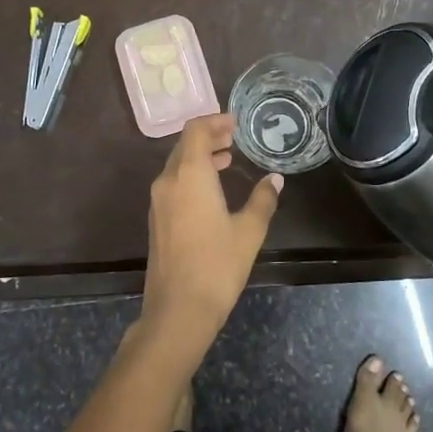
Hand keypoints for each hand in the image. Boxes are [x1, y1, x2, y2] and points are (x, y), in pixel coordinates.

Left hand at [140, 114, 282, 365]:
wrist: (178, 310)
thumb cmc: (217, 265)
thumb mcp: (249, 230)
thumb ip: (263, 199)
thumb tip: (275, 179)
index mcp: (189, 174)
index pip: (195, 130)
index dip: (215, 121)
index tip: (236, 123)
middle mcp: (168, 181)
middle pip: (184, 145)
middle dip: (209, 137)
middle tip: (234, 137)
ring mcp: (158, 201)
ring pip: (177, 164)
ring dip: (200, 156)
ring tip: (227, 158)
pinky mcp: (157, 219)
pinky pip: (173, 183)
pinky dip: (191, 175)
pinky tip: (212, 189)